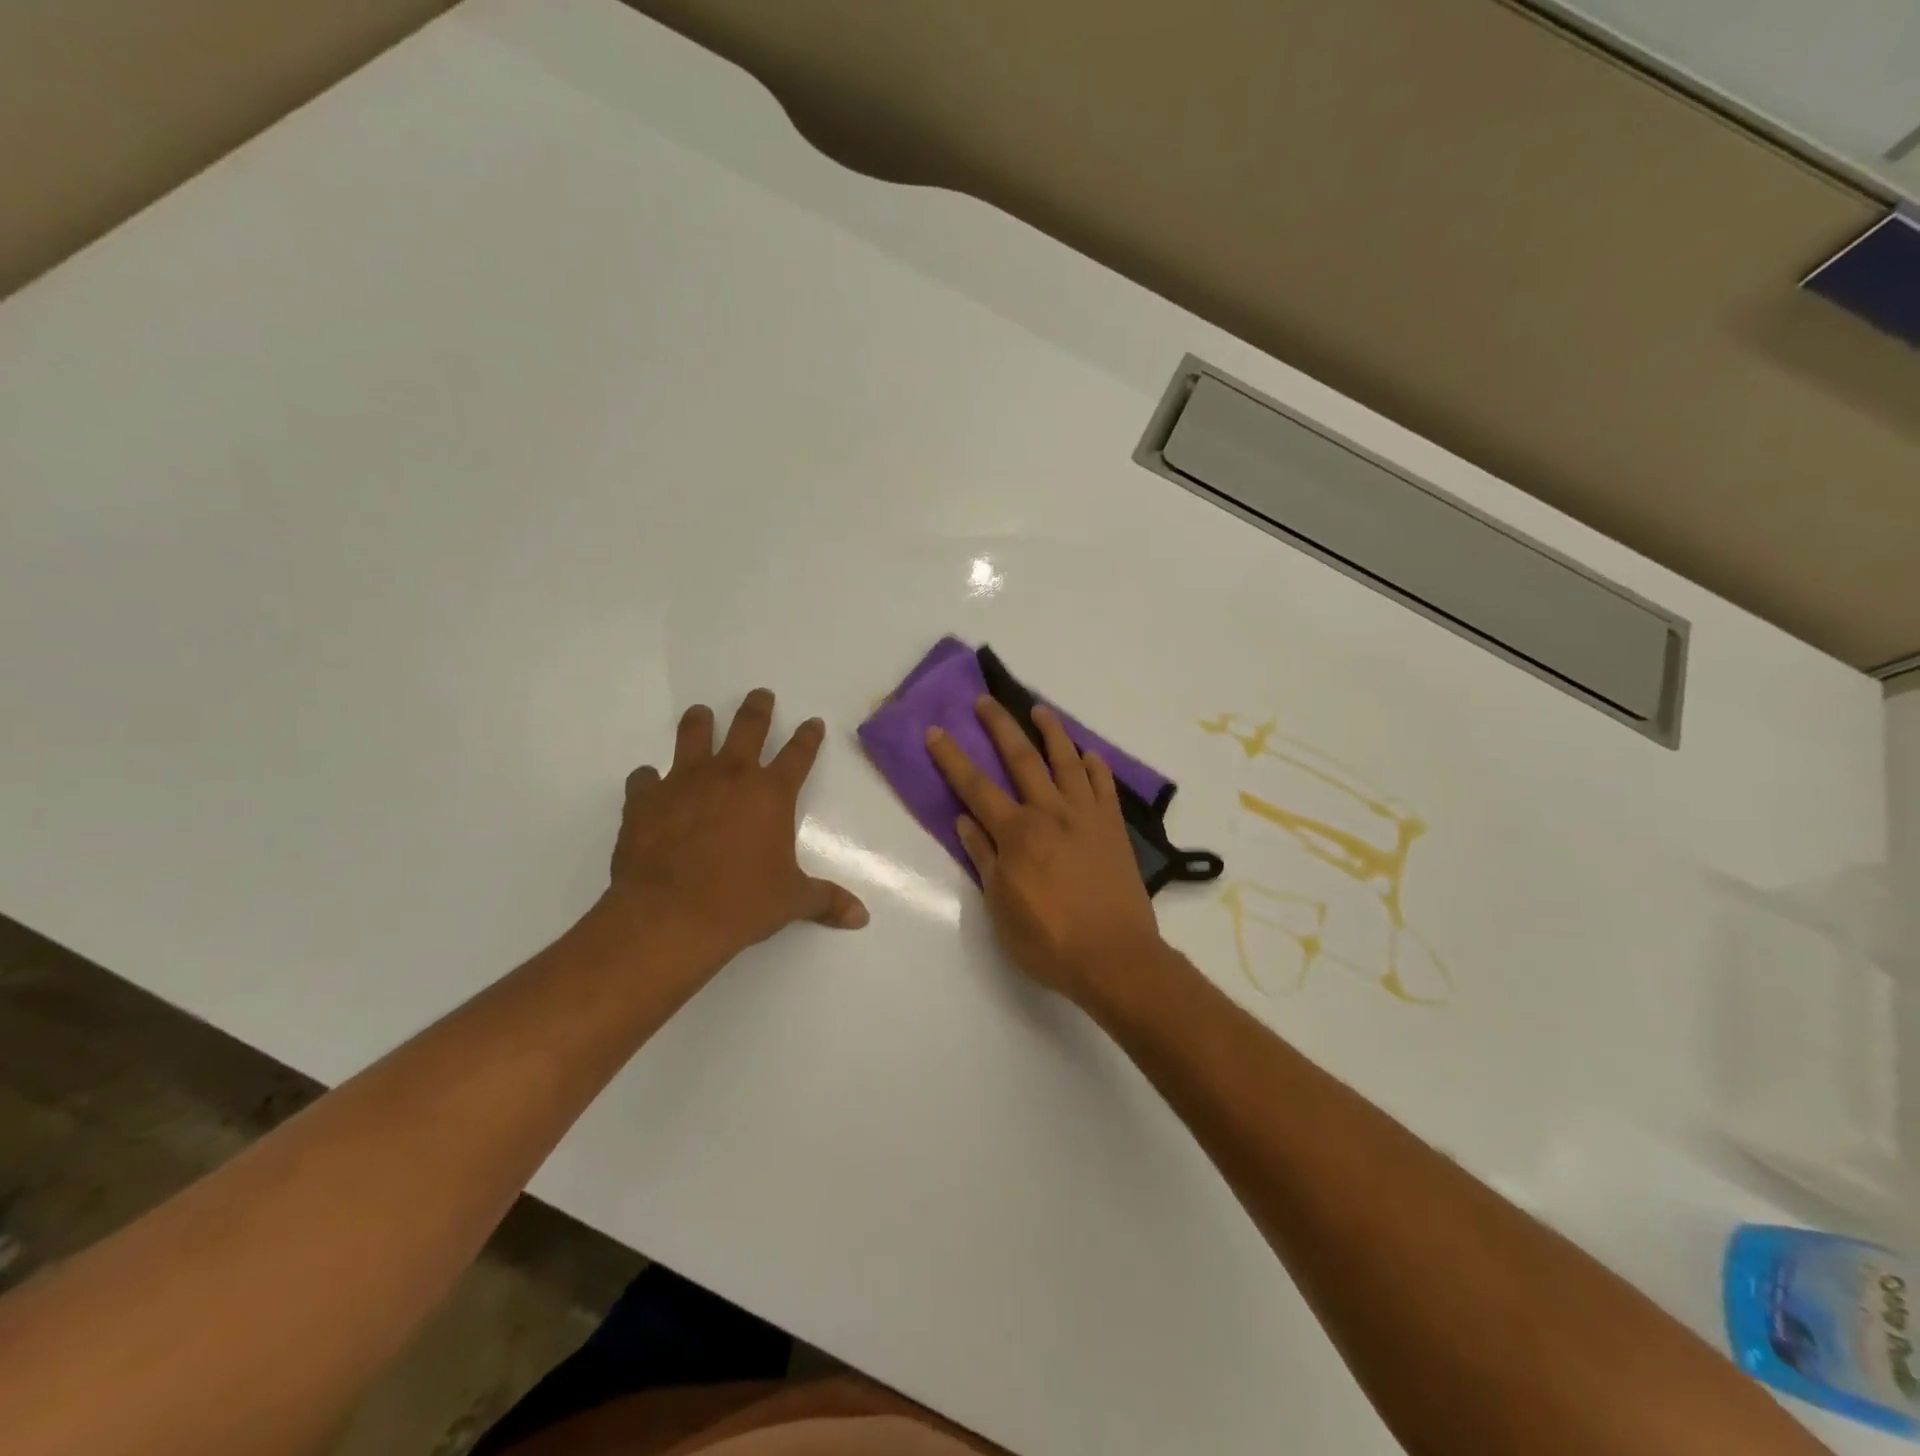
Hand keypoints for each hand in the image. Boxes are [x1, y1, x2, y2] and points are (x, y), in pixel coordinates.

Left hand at [607, 689, 867, 974]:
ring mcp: (683, 783)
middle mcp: (730, 776)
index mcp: (771, 793)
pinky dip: (649, 779)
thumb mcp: (791, 901)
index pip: (798, 754)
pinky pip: (645, 778)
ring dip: (700, 722)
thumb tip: (861, 917)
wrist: (670, 917)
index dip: (808, 736)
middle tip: (760, 695)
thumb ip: (826, 900)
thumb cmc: (742, 904)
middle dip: (757, 708)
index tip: (812, 722)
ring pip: (693, 735)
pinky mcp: (644, 800)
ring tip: (701, 714)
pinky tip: (649, 783)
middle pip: (747, 727)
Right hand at [925, 696, 1162, 1005]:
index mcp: (1017, 834)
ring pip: (1066, 761)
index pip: (976, 787)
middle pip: (1021, 759)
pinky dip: (1094, 765)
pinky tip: (1087, 754)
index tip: (937, 732)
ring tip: (1039, 709)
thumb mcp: (1001, 907)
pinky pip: (1104, 785)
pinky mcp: (1113, 827)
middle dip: (999, 726)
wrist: (1115, 957)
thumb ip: (984, 858)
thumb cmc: (1049, 941)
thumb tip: (965, 819)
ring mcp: (1086, 816)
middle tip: (985, 700)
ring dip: (1050, 731)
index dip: (953, 758)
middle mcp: (1050, 813)